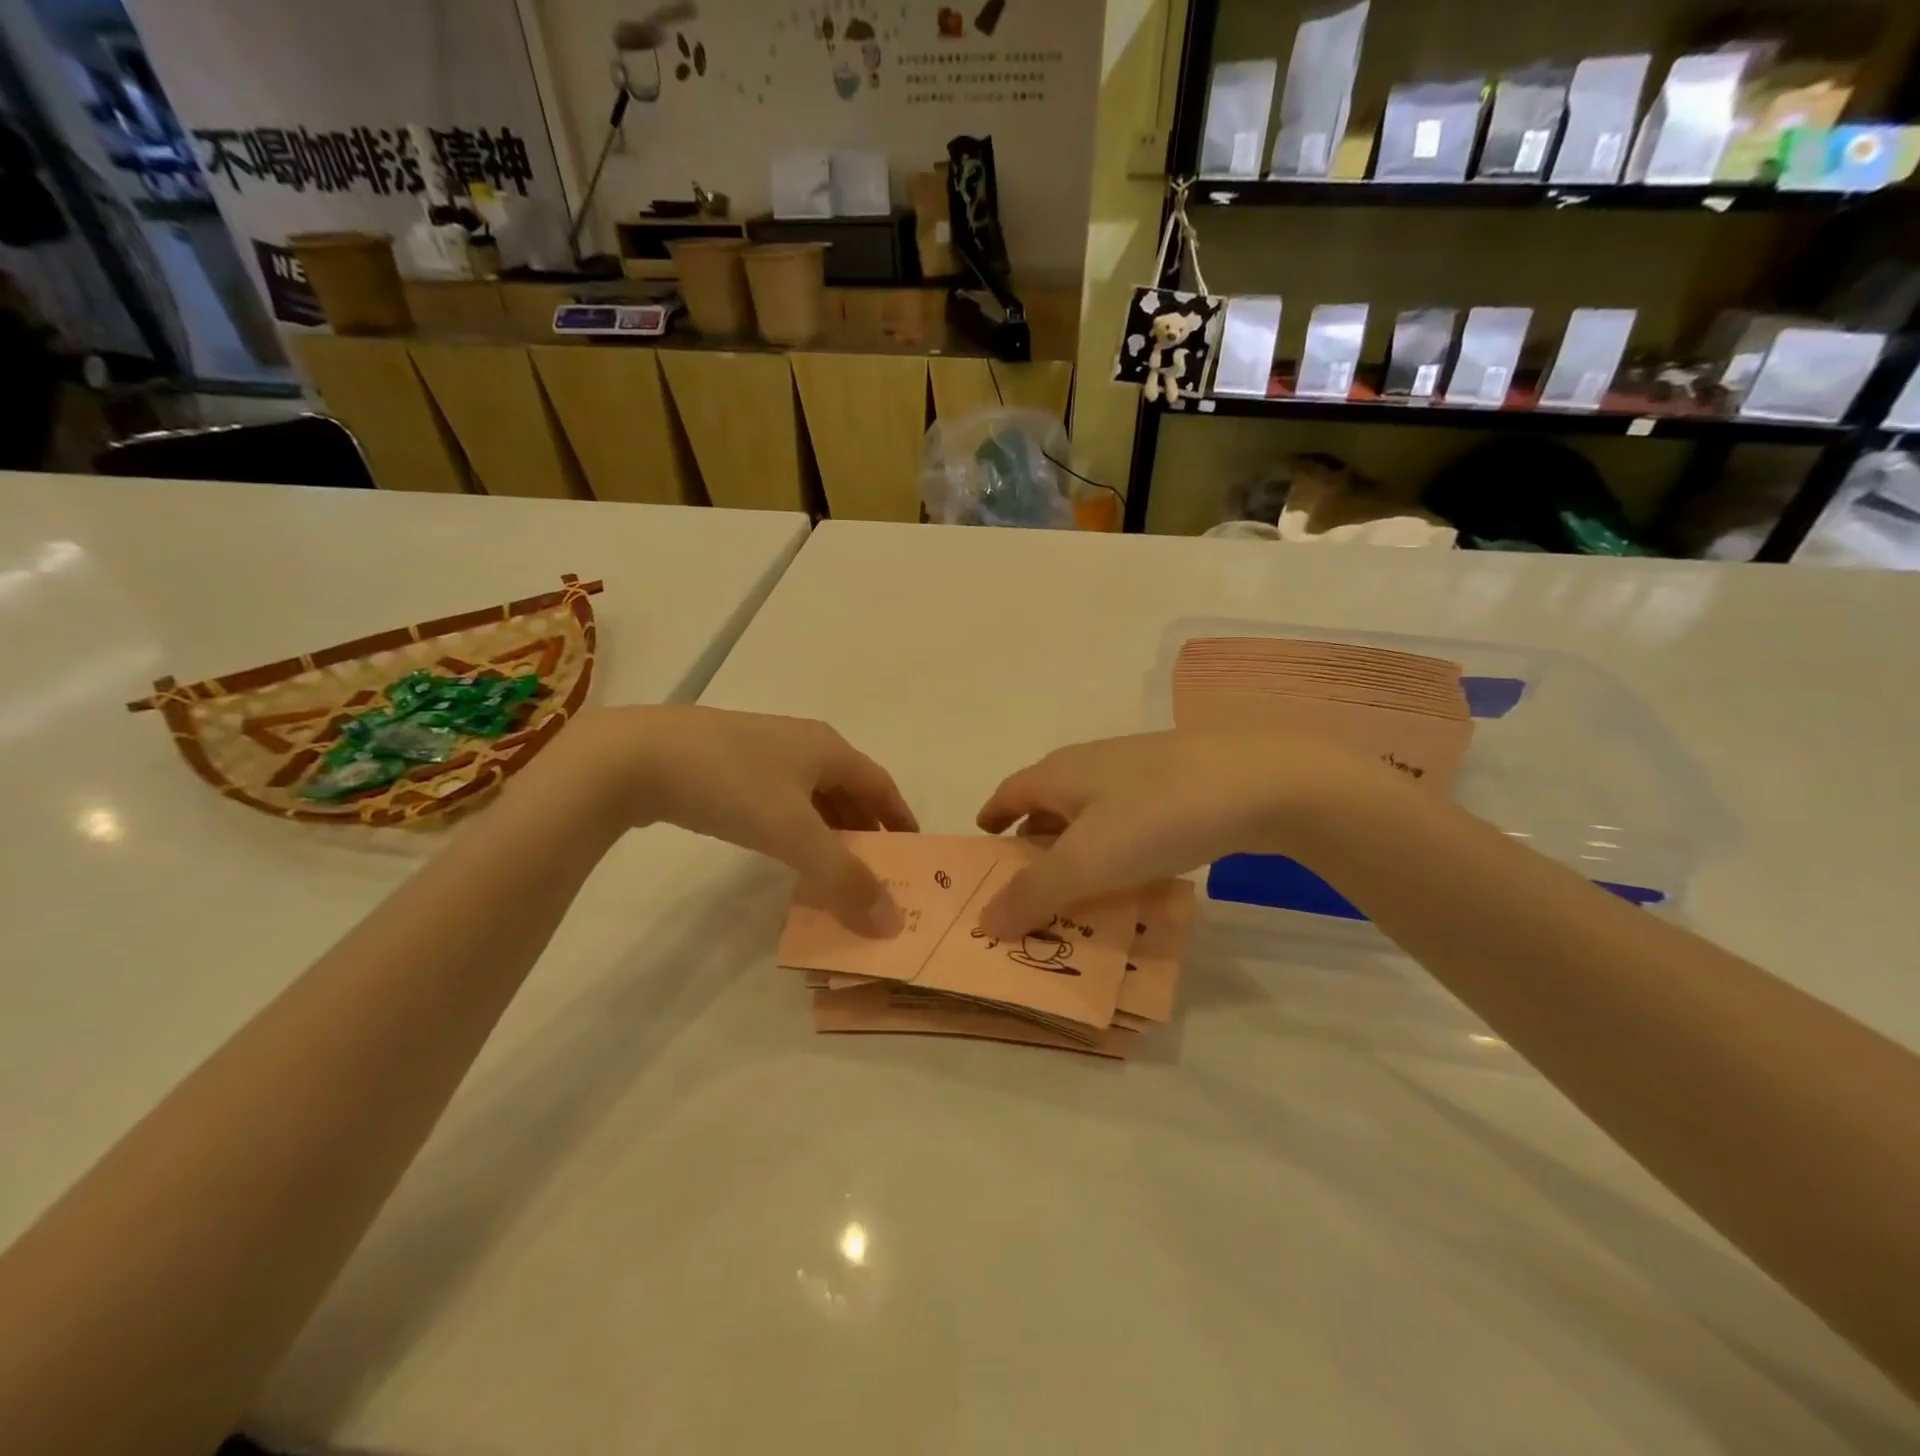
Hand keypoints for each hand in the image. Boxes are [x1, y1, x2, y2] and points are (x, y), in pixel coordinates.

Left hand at [551, 706, 917, 932]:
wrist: (635, 756)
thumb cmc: (731, 784)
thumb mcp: (794, 834)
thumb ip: (844, 878)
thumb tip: (891, 921)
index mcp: (827, 748)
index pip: (881, 785)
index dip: (900, 819)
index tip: (913, 855)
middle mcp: (802, 743)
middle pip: (848, 789)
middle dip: (865, 830)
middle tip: (876, 873)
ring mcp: (761, 750)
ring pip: (811, 795)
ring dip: (829, 830)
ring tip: (833, 869)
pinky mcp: (726, 763)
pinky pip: (779, 798)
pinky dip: (795, 826)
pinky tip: (782, 849)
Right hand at [973, 730, 1382, 938]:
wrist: (1260, 781)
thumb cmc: (1155, 816)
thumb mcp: (1086, 862)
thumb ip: (1033, 894)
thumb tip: (984, 920)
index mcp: (1059, 774)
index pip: (1009, 792)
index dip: (992, 816)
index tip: (983, 842)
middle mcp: (1092, 765)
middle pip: (1048, 802)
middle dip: (1033, 839)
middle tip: (1026, 883)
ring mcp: (1139, 772)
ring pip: (1091, 813)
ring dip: (1076, 847)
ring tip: (1077, 889)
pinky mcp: (1179, 785)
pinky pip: (1130, 821)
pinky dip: (1116, 847)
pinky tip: (1134, 875)